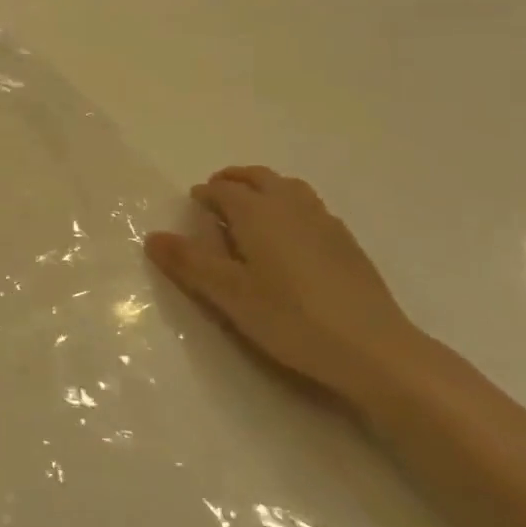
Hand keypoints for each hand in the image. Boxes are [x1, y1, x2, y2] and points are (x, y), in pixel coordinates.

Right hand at [144, 166, 434, 408]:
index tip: (193, 202)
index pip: (224, 190)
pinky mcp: (347, 243)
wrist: (373, 348)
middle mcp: (290, 206)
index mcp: (257, 212)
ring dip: (265, 188)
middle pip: (258, 178)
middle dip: (234, 180)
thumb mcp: (228, 294)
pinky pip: (310, 208)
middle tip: (217, 193)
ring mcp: (324, 222)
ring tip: (251, 209)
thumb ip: (189, 263)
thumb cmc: (290, 317)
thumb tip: (152, 236)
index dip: (205, 193)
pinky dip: (290, 207)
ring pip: (289, 188)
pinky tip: (290, 238)